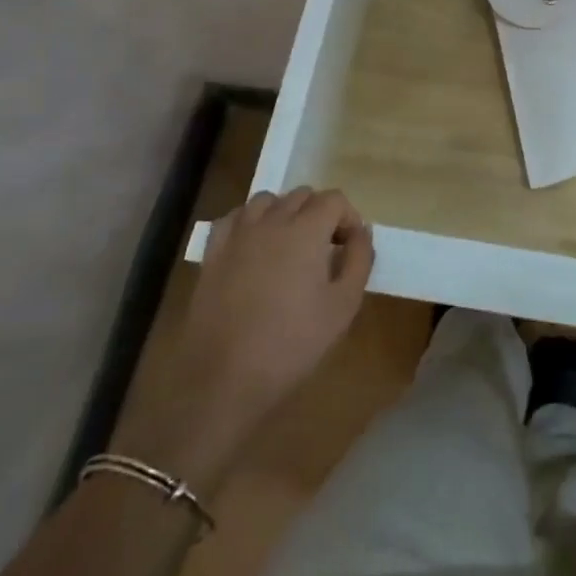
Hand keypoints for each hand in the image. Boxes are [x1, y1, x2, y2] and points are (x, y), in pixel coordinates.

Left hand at [121, 188, 373, 498]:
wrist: (223, 380)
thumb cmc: (291, 344)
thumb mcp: (343, 306)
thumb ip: (359, 260)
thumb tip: (362, 232)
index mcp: (306, 229)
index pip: (334, 199)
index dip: (347, 219)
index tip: (348, 248)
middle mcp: (272, 220)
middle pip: (302, 195)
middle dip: (319, 214)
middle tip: (324, 250)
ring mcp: (238, 234)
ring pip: (267, 201)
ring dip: (284, 213)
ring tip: (290, 245)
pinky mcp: (213, 253)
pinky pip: (234, 218)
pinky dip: (249, 222)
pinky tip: (254, 246)